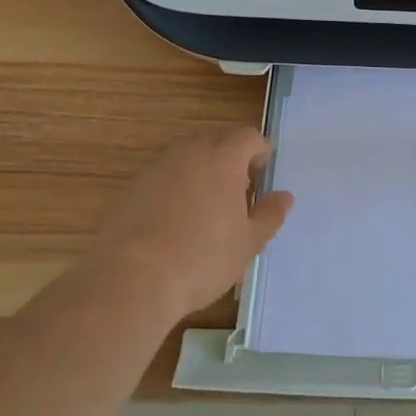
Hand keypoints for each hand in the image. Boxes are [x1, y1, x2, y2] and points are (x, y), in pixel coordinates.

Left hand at [90, 127, 293, 317]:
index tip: (261, 179)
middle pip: (217, 140)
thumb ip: (270, 215)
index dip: (259, 153)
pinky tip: (174, 222)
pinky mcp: (132, 187)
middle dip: (231, 159)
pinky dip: (175, 188)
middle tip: (237, 194)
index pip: (249, 136)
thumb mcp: (248, 242)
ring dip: (201, 172)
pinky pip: (163, 176)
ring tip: (205, 210)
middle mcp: (189, 152)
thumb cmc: (202, 258)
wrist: (131, 278)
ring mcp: (156, 167)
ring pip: (187, 157)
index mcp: (223, 158)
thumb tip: (284, 197)